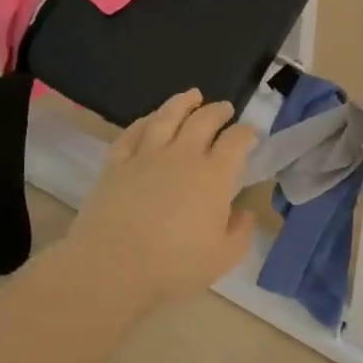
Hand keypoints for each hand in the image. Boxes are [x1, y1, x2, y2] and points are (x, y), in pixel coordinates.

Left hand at [58, 89, 256, 313]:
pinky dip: (144, 121)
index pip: (235, 142)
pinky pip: (132, 133)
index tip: (251, 132)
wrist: (112, 267)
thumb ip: (240, 232)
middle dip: (218, 111)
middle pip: (203, 121)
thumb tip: (245, 213)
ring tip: (192, 95)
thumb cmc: (174, 266)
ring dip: (182, 103)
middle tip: (224, 108)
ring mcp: (146, 156)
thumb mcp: (223, 257)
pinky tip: (149, 120)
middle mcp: (182, 156)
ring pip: (166, 117)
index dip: (246, 133)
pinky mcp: (115, 164)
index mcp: (214, 176)